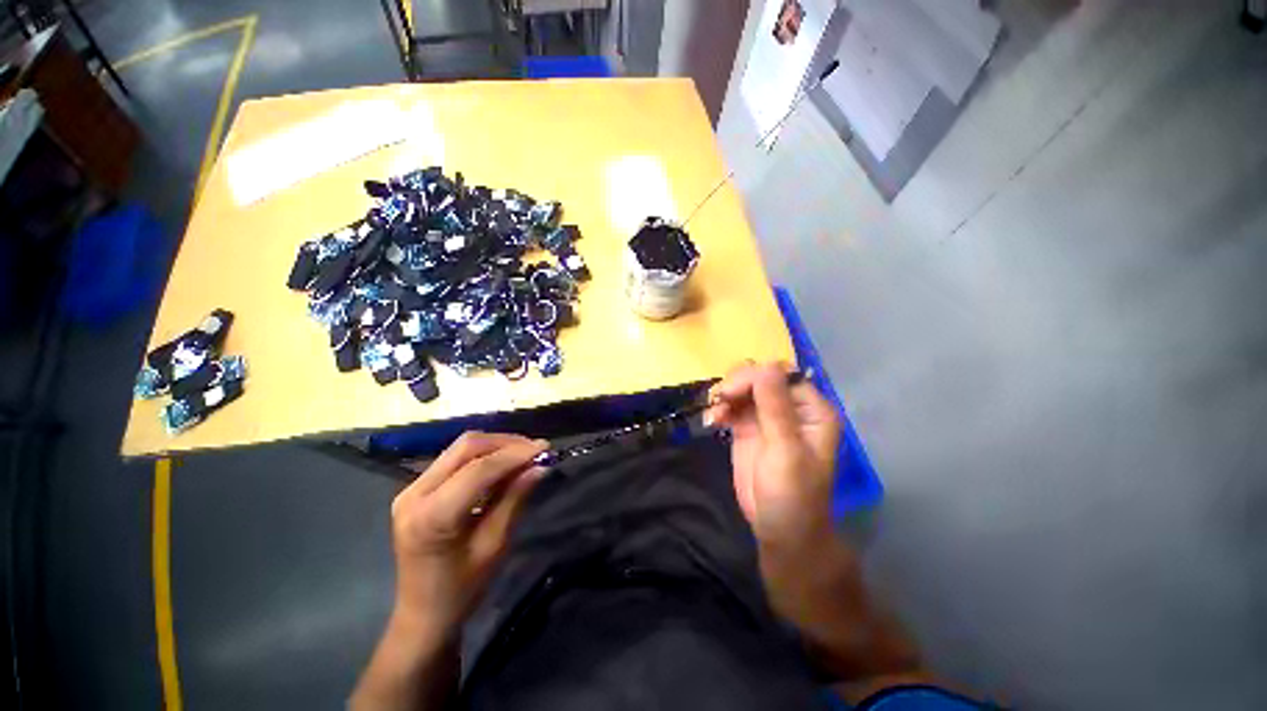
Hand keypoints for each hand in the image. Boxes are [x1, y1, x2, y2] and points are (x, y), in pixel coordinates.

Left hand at [390, 432, 547, 635]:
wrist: (422, 614)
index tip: (545, 448)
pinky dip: (484, 456)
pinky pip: (456, 459)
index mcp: (431, 516)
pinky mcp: (417, 488)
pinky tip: (504, 464)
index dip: (515, 454)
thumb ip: (514, 499)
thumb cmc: (461, 589)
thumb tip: (540, 467)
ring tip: (525, 455)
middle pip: (466, 447)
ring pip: (461, 448)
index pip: (478, 469)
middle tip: (536, 450)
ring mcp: (412, 488)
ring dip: (497, 446)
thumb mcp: (494, 545)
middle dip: (506, 443)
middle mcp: (414, 494)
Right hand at [706, 362, 840, 546]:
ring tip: (715, 414)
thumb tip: (766, 366)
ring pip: (743, 388)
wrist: (780, 531)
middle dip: (737, 384)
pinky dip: (720, 408)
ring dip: (726, 395)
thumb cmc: (792, 494)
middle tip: (720, 400)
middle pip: (760, 377)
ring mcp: (767, 416)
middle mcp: (790, 407)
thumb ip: (775, 408)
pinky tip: (712, 421)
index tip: (732, 392)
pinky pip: (732, 405)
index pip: (782, 375)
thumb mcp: (785, 451)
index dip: (756, 377)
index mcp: (811, 409)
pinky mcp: (748, 427)